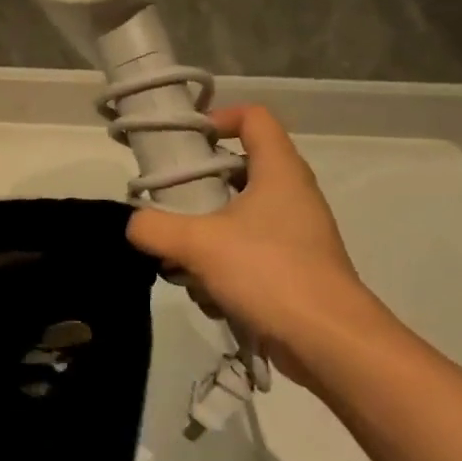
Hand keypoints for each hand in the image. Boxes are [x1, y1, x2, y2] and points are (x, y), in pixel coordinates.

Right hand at [125, 106, 382, 381]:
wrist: (329, 342)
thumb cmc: (269, 273)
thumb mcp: (199, 244)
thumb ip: (154, 228)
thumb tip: (132, 223)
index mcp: (279, 171)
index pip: (254, 117)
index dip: (218, 119)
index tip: (185, 143)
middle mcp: (291, 195)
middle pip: (238, 170)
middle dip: (198, 189)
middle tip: (169, 204)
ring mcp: (295, 234)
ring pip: (238, 218)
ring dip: (205, 238)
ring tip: (183, 262)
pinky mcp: (293, 269)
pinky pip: (247, 254)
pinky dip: (223, 269)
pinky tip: (210, 296)